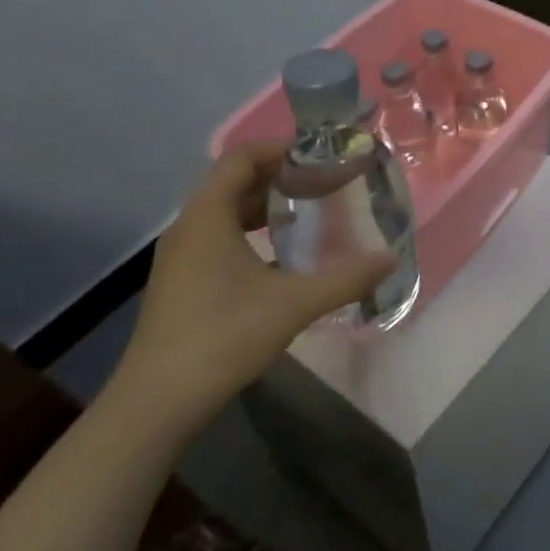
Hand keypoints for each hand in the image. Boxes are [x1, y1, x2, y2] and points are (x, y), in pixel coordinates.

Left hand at [108, 141, 396, 438]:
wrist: (158, 401)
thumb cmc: (223, 336)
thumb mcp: (294, 304)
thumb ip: (346, 278)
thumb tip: (391, 258)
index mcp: (207, 218)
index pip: (240, 159)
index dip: (280, 149)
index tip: (321, 154)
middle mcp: (189, 228)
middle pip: (234, 182)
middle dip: (280, 176)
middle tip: (325, 181)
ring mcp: (183, 257)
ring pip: (226, 212)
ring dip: (266, 205)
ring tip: (310, 211)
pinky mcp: (184, 282)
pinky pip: (221, 237)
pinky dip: (253, 232)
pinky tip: (285, 255)